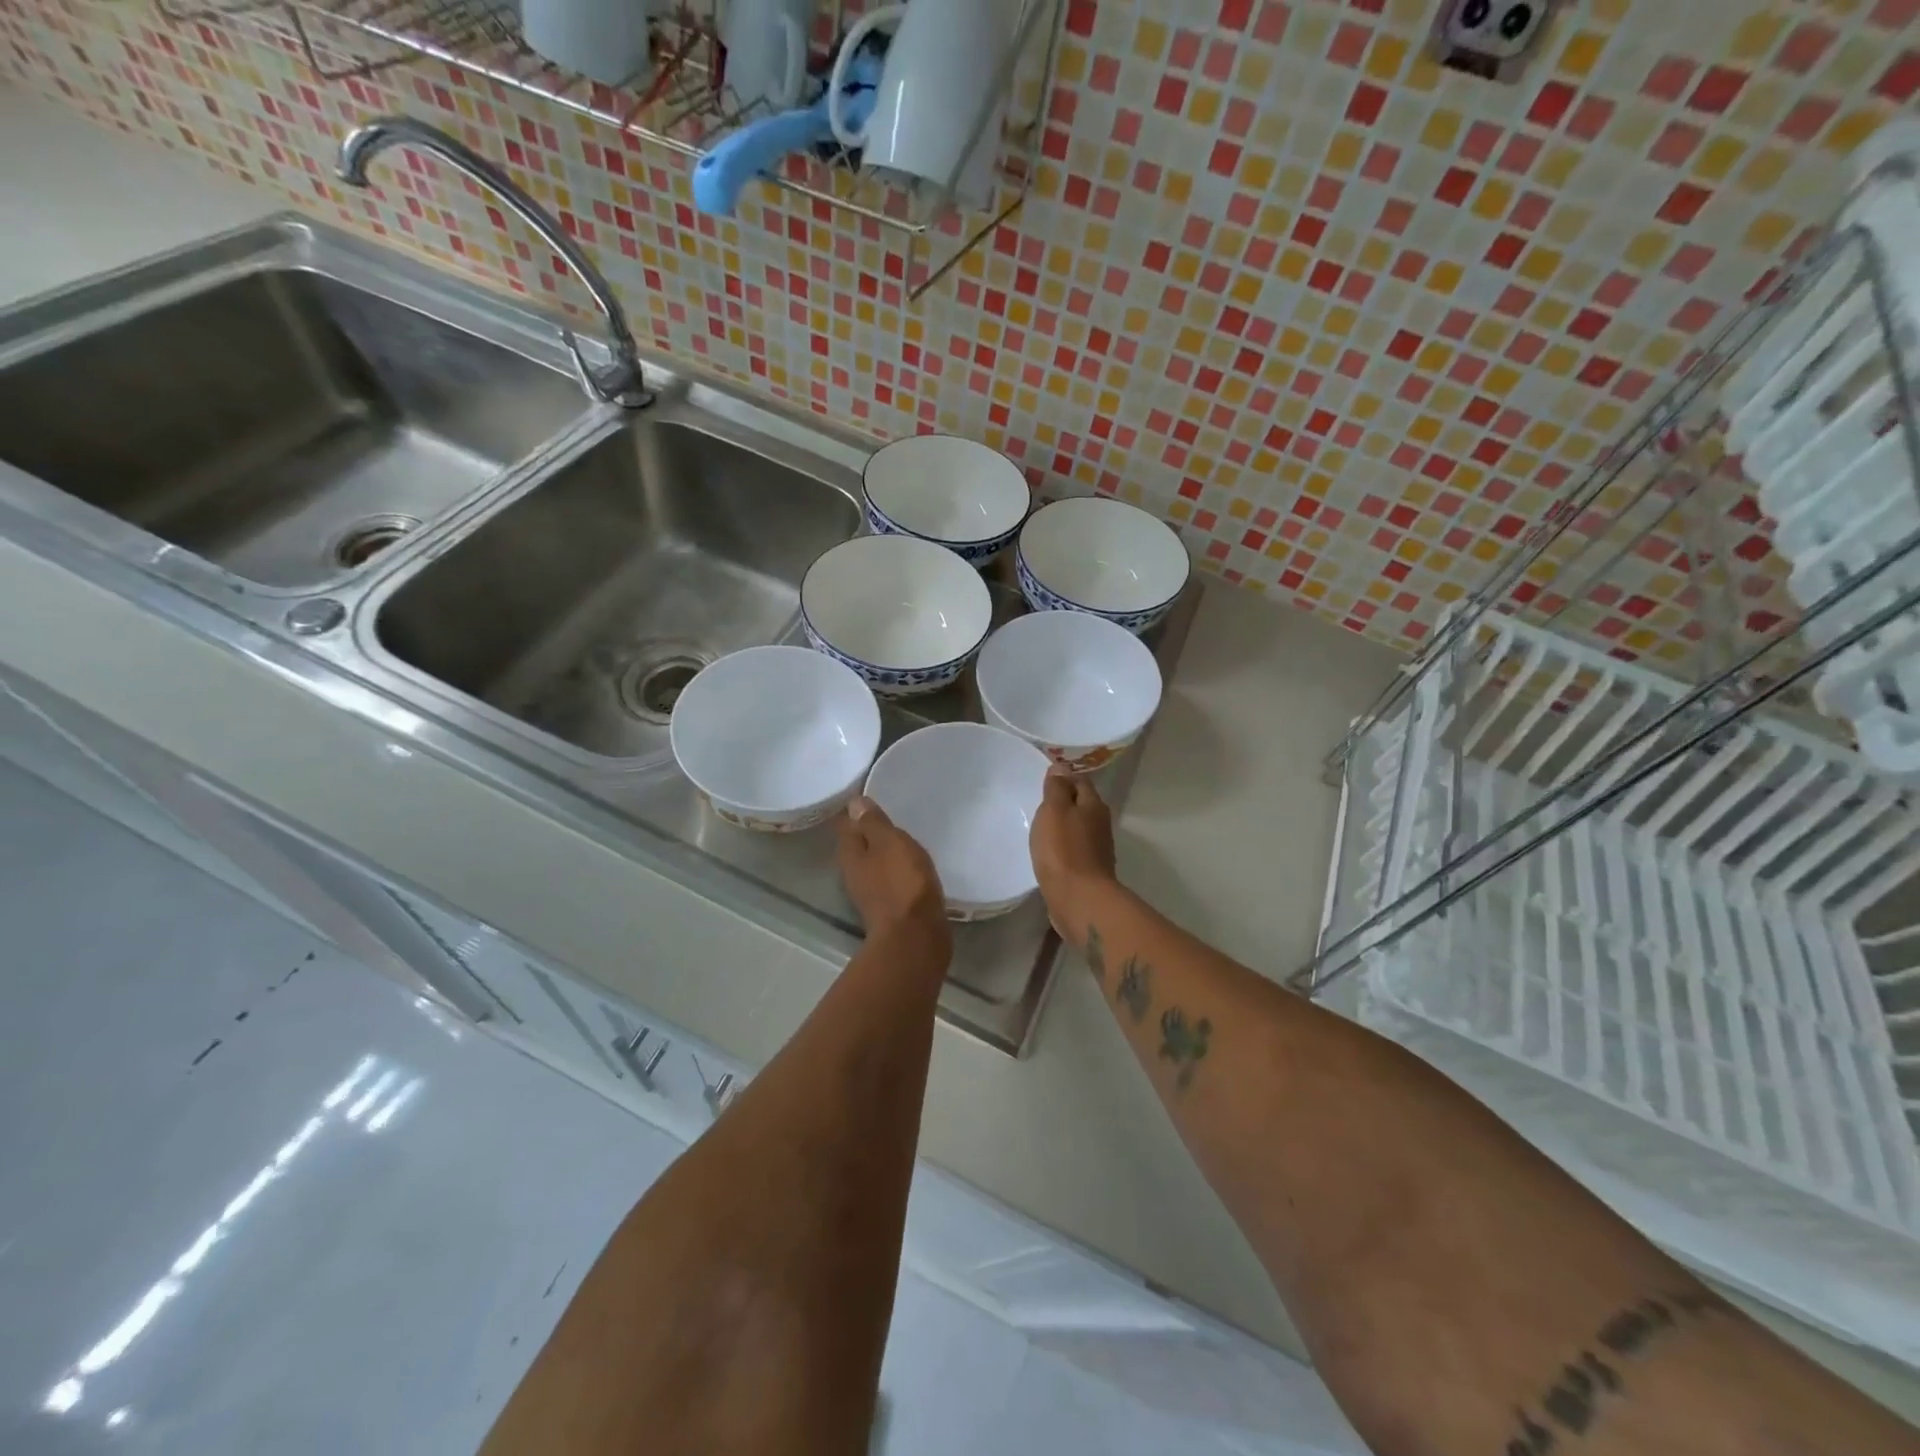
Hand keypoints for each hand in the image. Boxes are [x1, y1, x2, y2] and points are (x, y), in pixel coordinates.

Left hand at [838, 797, 949, 948]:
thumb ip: (873, 823)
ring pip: (876, 864)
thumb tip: (854, 803)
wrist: (916, 938)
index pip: (846, 824)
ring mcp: (871, 894)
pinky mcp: (890, 909)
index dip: (856, 810)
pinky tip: (913, 866)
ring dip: (886, 852)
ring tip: (904, 837)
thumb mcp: (890, 843)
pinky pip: (892, 880)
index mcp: (850, 855)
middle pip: (859, 845)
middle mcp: (854, 874)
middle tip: (890, 813)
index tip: (869, 795)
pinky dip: (899, 871)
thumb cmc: (902, 883)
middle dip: (871, 831)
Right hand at [1030, 766, 1116, 935]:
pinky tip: (1049, 851)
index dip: (1064, 777)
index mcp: (1094, 805)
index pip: (1080, 780)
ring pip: (1078, 828)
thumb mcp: (1054, 810)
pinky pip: (1074, 849)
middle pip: (1082, 804)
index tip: (1044, 779)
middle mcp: (1100, 824)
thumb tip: (1061, 767)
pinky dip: (1063, 846)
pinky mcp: (1089, 870)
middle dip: (1064, 801)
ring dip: (1063, 825)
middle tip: (1039, 801)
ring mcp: (1097, 849)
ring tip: (1041, 825)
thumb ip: (1056, 788)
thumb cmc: (1063, 849)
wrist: (1079, 899)